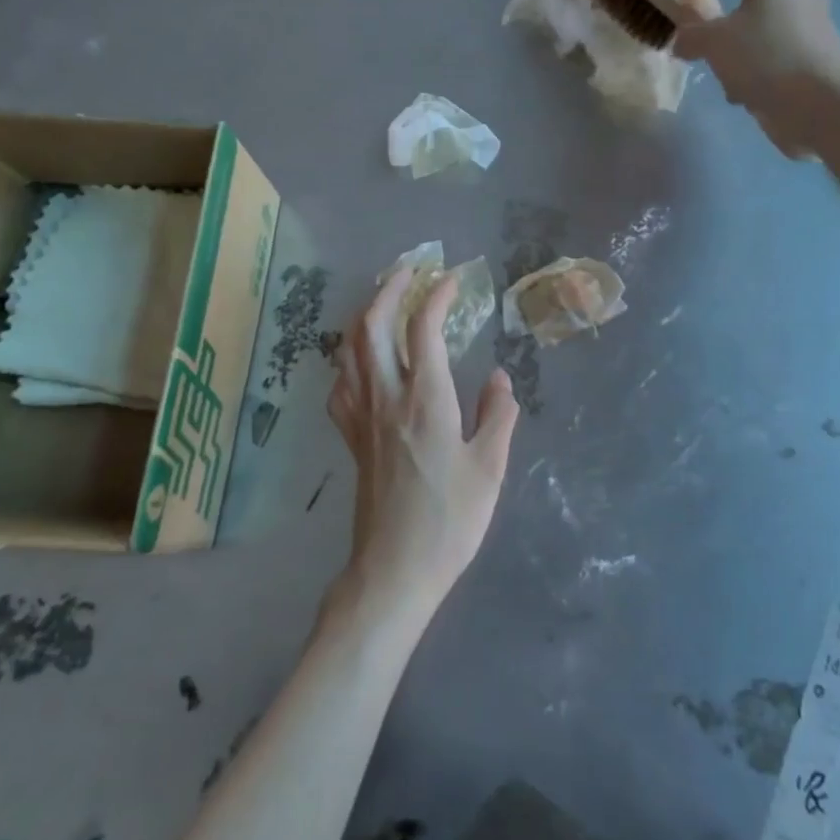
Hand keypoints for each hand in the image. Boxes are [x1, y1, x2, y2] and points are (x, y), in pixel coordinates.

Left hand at [327, 268, 519, 624]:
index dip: (436, 295)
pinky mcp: (350, 437)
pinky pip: (341, 383)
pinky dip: (349, 357)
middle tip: (410, 269)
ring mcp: (362, 416)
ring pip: (350, 348)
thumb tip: (499, 376)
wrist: (395, 570)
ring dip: (365, 314)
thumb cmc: (450, 520)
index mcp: (425, 400)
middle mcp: (386, 397)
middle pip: (372, 325)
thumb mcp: (490, 467)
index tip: (452, 279)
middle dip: (389, 288)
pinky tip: (362, 360)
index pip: (423, 329)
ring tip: (385, 300)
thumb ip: (498, 414)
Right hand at [672, 0, 839, 157]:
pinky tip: (749, 93)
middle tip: (706, 41)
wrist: (819, 103)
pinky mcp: (821, 56)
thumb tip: (683, 41)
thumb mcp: (713, 43)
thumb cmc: (763, 58)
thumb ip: (691, 36)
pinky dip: (761, 70)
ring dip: (742, 51)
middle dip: (726, 21)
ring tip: (726, 78)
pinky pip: (780, 56)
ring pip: (765, 32)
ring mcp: (815, 25)